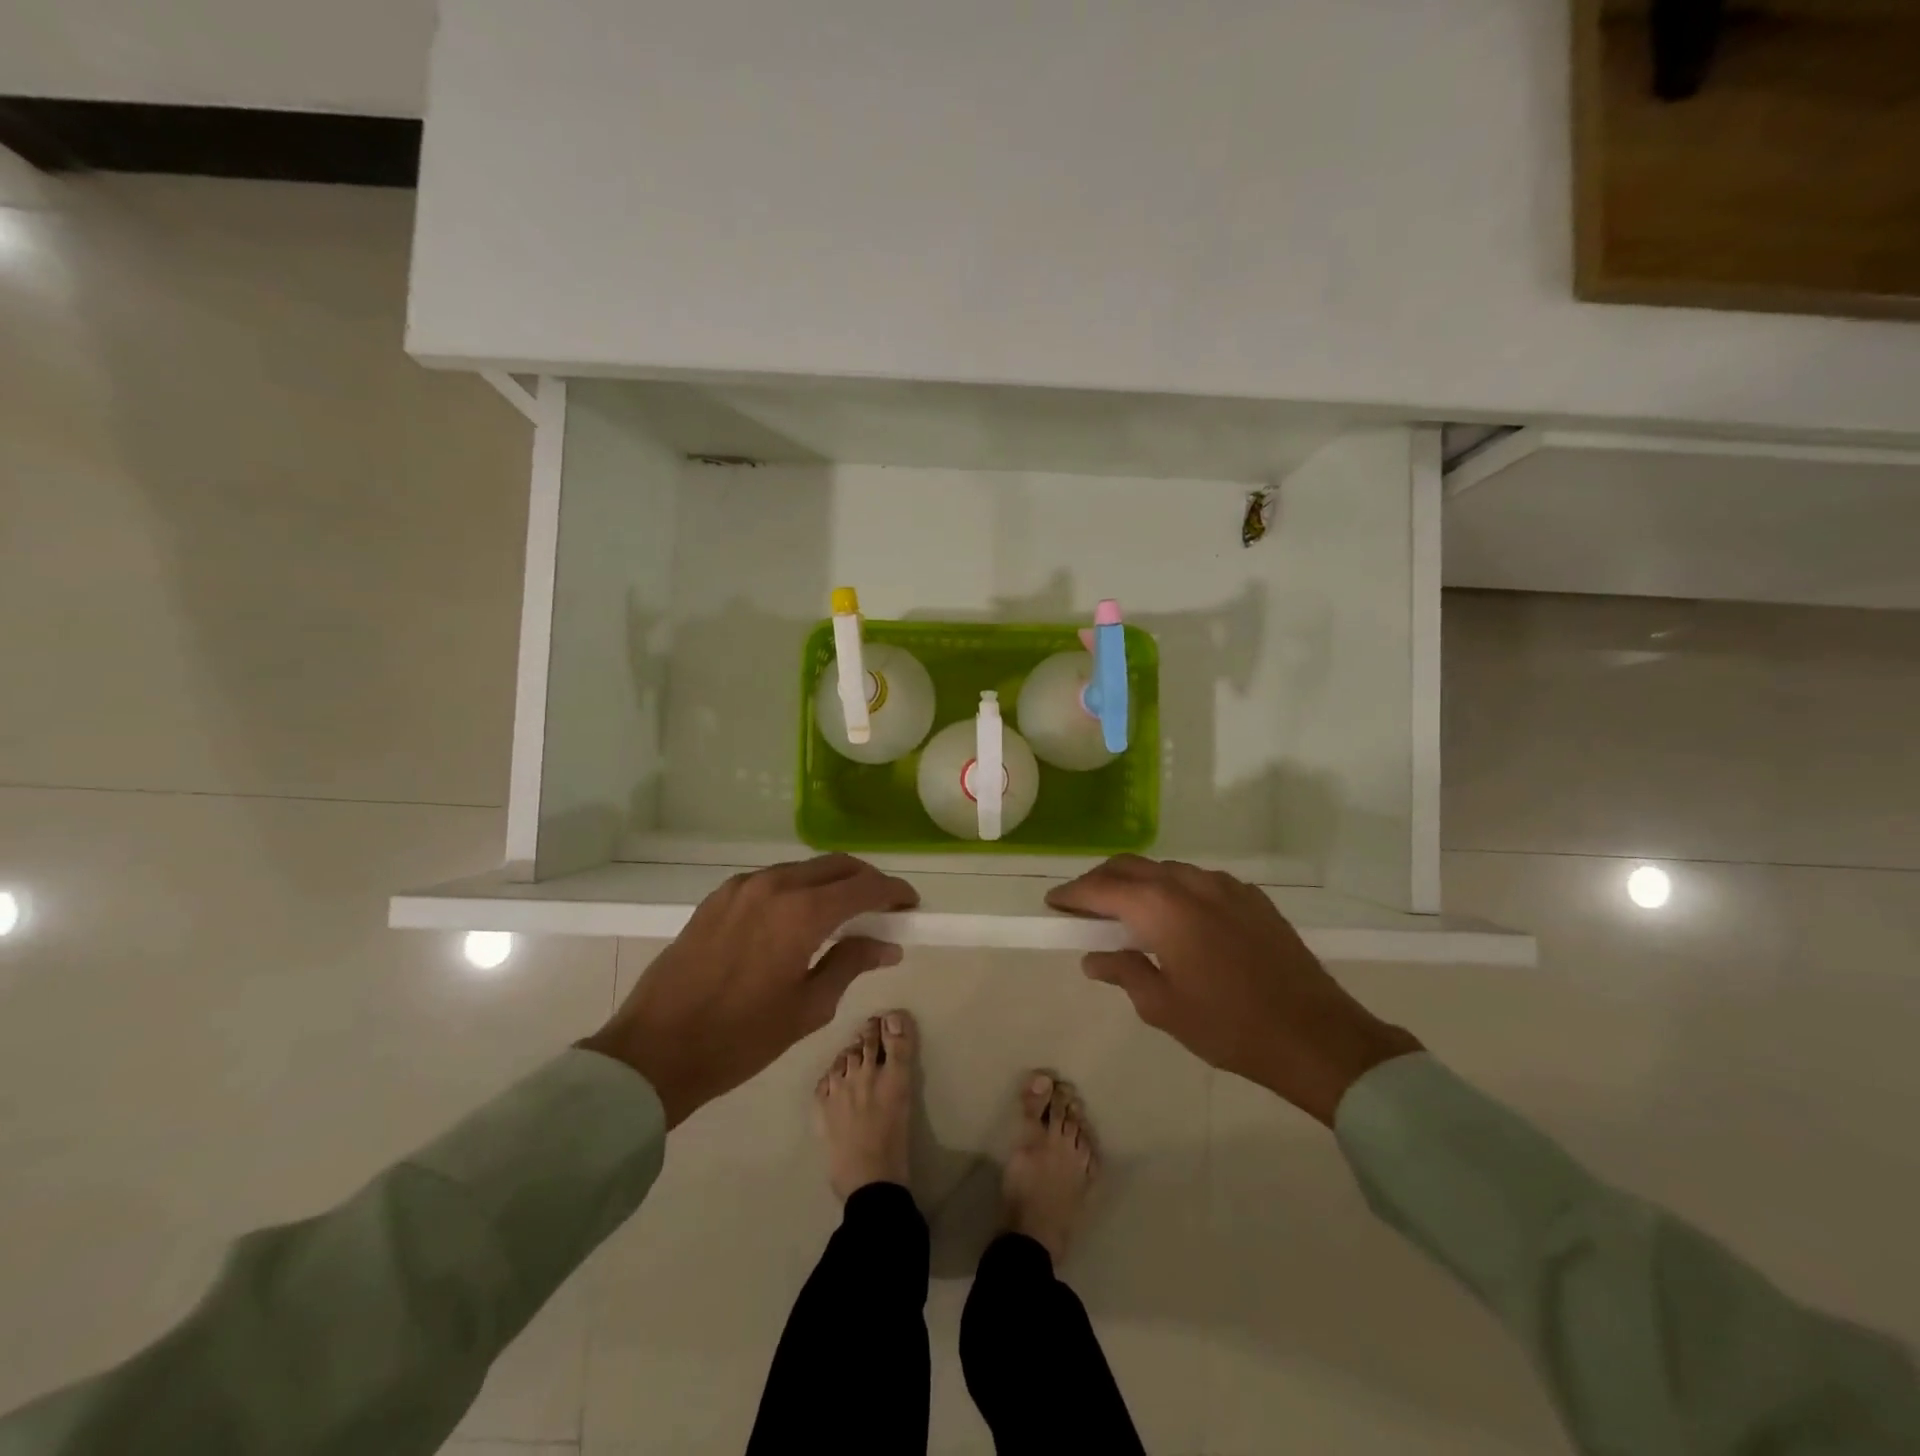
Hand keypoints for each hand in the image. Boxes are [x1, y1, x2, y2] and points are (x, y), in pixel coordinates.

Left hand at [581, 855, 917, 1127]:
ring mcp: (741, 887)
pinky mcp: (718, 898)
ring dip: (831, 882)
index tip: (910, 904)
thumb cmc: (740, 1038)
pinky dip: (797, 888)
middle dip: (866, 880)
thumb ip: (850, 964)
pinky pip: (772, 880)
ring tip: (844, 912)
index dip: (893, 891)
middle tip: (883, 906)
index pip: (863, 886)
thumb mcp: (807, 1008)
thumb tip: (886, 945)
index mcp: (801, 913)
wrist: (654, 1051)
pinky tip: (799, 916)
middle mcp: (773, 886)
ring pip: (802, 869)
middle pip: (835, 865)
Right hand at [1046, 856, 1421, 1125]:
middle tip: (1082, 905)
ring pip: (1165, 869)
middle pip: (1130, 866)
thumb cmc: (1230, 1027)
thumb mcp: (1164, 1007)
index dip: (1073, 894)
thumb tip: (1095, 957)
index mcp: (1162, 909)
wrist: (1317, 1036)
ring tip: (1125, 911)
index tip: (1053, 904)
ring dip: (1137, 882)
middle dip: (1100, 880)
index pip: (1102, 888)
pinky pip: (1198, 880)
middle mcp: (1190, 884)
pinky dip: (1172, 888)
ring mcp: (1225, 886)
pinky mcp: (1251, 897)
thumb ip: (1125, 972)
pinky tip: (1175, 917)